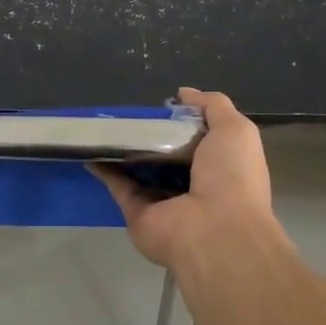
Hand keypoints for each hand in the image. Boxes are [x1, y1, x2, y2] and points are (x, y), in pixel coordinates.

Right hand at [93, 87, 284, 270]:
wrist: (214, 231)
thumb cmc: (232, 177)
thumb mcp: (235, 129)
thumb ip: (212, 106)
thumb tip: (183, 93)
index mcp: (220, 167)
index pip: (198, 140)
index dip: (182, 122)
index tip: (162, 106)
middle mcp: (192, 185)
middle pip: (165, 155)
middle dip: (149, 135)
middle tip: (128, 112)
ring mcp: (163, 201)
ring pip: (138, 170)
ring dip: (122, 150)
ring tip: (103, 124)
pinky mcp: (136, 213)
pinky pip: (118, 186)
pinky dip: (104, 168)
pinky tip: (90, 146)